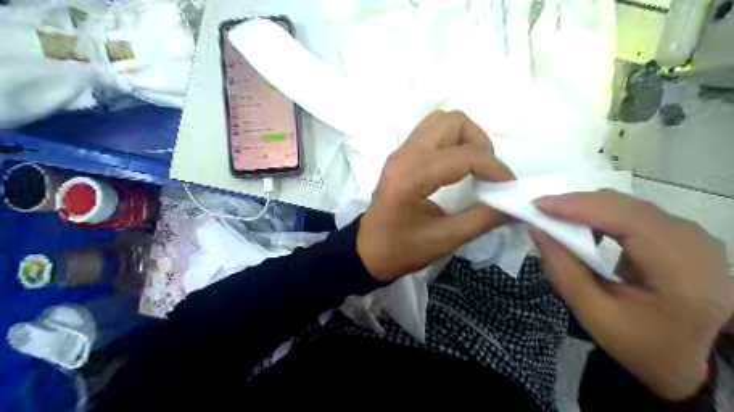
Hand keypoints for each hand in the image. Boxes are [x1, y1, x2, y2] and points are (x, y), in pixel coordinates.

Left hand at [360, 111, 511, 281]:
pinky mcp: (401, 155)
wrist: (367, 252)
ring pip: (441, 121)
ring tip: (474, 167)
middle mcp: (405, 155)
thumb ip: (483, 219)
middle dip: (479, 143)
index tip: (509, 187)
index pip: (465, 155)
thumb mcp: (445, 239)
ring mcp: (400, 152)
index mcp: (412, 176)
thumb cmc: (401, 250)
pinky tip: (456, 166)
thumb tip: (516, 206)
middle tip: (487, 173)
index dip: (496, 168)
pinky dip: (451, 141)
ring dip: (465, 138)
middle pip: (453, 122)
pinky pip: (431, 132)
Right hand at [534, 191, 733, 400]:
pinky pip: (632, 211)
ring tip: (555, 220)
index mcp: (681, 271)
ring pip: (627, 204)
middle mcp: (694, 243)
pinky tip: (583, 227)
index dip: (578, 206)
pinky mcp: (681, 233)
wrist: (687, 357)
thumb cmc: (639, 343)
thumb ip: (562, 270)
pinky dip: (600, 214)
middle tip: (540, 212)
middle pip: (625, 206)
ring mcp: (691, 235)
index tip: (536, 205)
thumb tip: (536, 229)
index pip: (626, 220)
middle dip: (577, 204)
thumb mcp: (594, 314)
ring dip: (586, 208)